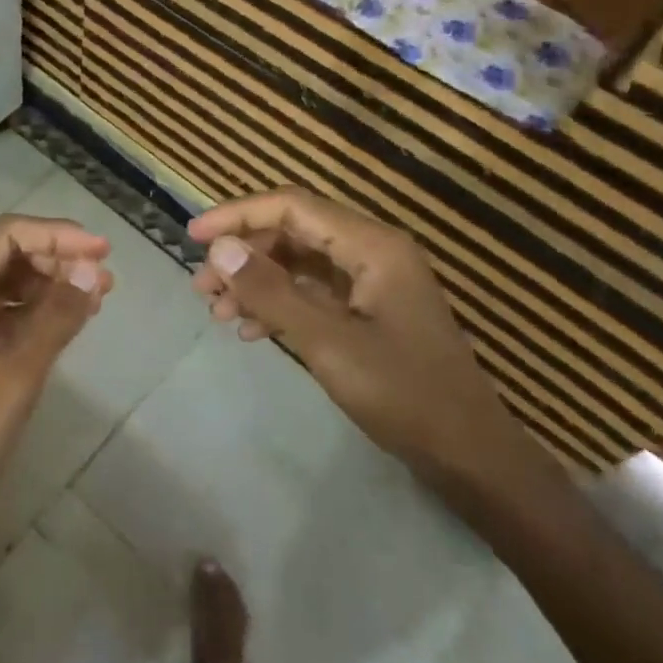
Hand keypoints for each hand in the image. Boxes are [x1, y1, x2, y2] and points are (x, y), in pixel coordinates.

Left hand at [0, 215, 113, 558]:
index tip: (102, 251)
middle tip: (105, 277)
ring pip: (3, 288)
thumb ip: (54, 318)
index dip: (56, 234)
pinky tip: (66, 324)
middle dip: (55, 258)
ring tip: (96, 296)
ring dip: (48, 286)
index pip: (4, 236)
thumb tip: (91, 268)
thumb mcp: (14, 377)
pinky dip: (33, 315)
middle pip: (2, 257)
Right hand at [189, 187, 535, 484]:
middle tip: (202, 286)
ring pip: (298, 264)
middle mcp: (373, 252)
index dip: (238, 215)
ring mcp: (372, 283)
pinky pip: (312, 293)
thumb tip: (220, 248)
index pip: (292, 207)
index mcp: (372, 246)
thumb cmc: (403, 394)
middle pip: (292, 232)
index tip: (193, 236)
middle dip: (243, 255)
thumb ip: (271, 291)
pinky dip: (278, 305)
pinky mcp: (369, 312)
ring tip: (215, 310)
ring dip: (255, 282)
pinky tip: (249, 330)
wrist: (469, 455)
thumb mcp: (328, 342)